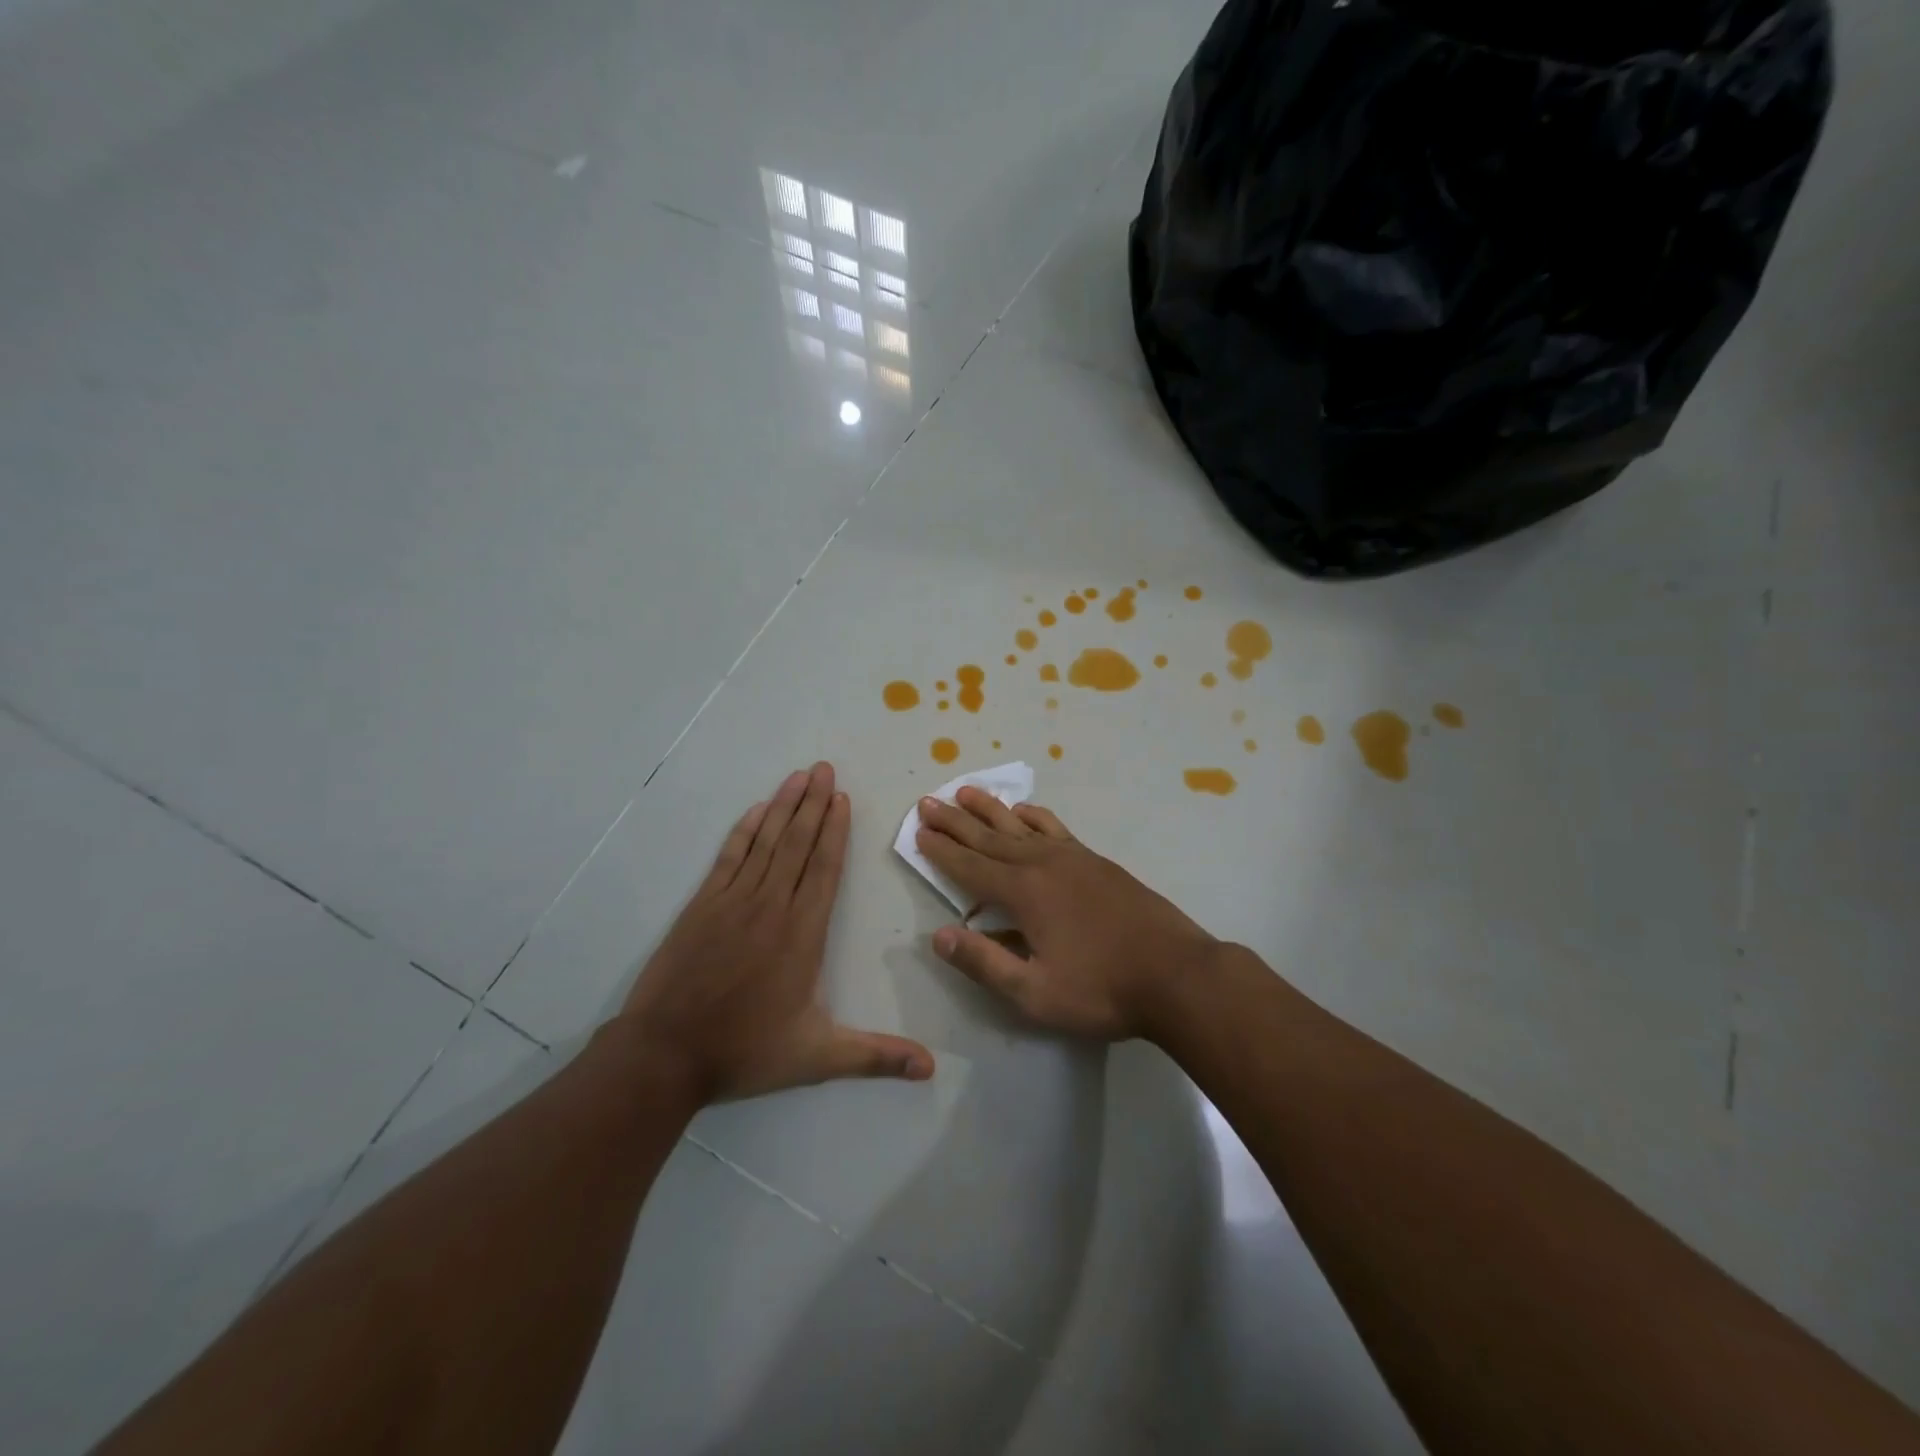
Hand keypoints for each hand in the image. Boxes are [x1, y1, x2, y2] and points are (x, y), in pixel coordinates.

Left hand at [621, 763, 933, 1101]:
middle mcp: (772, 905)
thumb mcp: (817, 1057)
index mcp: (802, 933)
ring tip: (799, 776)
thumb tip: (931, 1068)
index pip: (825, 869)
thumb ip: (875, 1056)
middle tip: (825, 769)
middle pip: (798, 844)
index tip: (843, 798)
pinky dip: (744, 831)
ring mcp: (733, 901)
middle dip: (814, 804)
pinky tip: (756, 811)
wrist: (666, 1053)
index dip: (836, 831)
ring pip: (766, 842)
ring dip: (784, 807)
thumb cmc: (745, 1051)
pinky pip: (729, 856)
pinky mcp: (703, 905)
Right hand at [914, 789, 1219, 1041]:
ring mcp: (1072, 858)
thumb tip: (939, 936)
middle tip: (927, 802)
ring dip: (989, 809)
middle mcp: (1042, 864)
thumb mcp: (1035, 992)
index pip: (969, 868)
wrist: (1176, 974)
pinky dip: (1034, 816)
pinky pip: (1055, 828)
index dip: (941, 851)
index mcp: (1023, 893)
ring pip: (1019, 825)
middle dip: (955, 822)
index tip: (918, 832)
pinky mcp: (1096, 861)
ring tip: (965, 791)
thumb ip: (985, 962)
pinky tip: (1025, 811)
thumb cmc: (1102, 990)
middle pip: (988, 838)